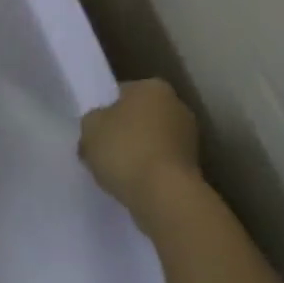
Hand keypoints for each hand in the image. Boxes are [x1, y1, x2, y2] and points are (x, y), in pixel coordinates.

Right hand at [79, 78, 201, 219]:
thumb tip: (98, 127)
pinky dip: (149, 171)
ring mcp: (189, 137)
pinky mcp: (194, 167)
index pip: (122, 92)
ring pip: (152, 141)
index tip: (94, 129)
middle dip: (124, 131)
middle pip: (140, 116)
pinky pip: (161, 163)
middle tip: (102, 151)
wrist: (165, 195)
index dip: (105, 110)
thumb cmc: (125, 150)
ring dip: (138, 153)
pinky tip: (133, 185)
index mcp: (153, 87)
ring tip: (116, 173)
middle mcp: (177, 105)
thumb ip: (92, 121)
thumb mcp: (90, 127)